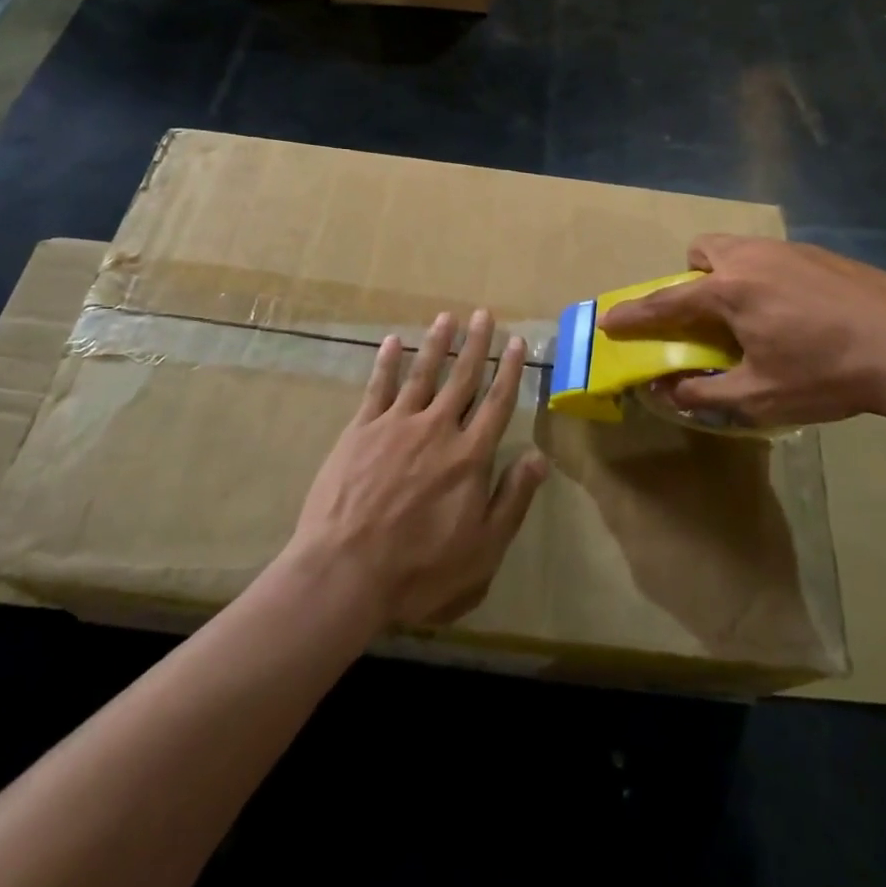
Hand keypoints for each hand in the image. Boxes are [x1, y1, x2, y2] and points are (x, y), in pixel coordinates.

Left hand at [288, 310, 547, 627]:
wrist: (345, 573)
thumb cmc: (420, 570)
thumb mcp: (482, 549)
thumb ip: (512, 499)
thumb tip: (540, 457)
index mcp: (469, 456)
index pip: (497, 403)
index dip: (509, 371)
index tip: (516, 342)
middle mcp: (437, 429)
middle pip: (462, 378)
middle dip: (476, 344)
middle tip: (483, 314)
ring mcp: (396, 425)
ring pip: (422, 374)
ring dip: (436, 344)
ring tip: (446, 316)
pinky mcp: (360, 430)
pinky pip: (378, 387)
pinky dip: (386, 363)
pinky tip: (392, 341)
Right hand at [597, 235, 885, 428]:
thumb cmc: (829, 376)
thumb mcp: (761, 396)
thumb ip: (704, 391)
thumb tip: (664, 390)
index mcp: (730, 291)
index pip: (667, 302)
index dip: (634, 315)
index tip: (609, 320)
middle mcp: (753, 258)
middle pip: (703, 251)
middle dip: (693, 277)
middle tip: (710, 316)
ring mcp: (790, 250)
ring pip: (740, 249)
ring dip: (730, 275)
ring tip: (756, 315)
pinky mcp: (822, 253)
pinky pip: (774, 257)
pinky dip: (767, 277)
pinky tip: (801, 311)